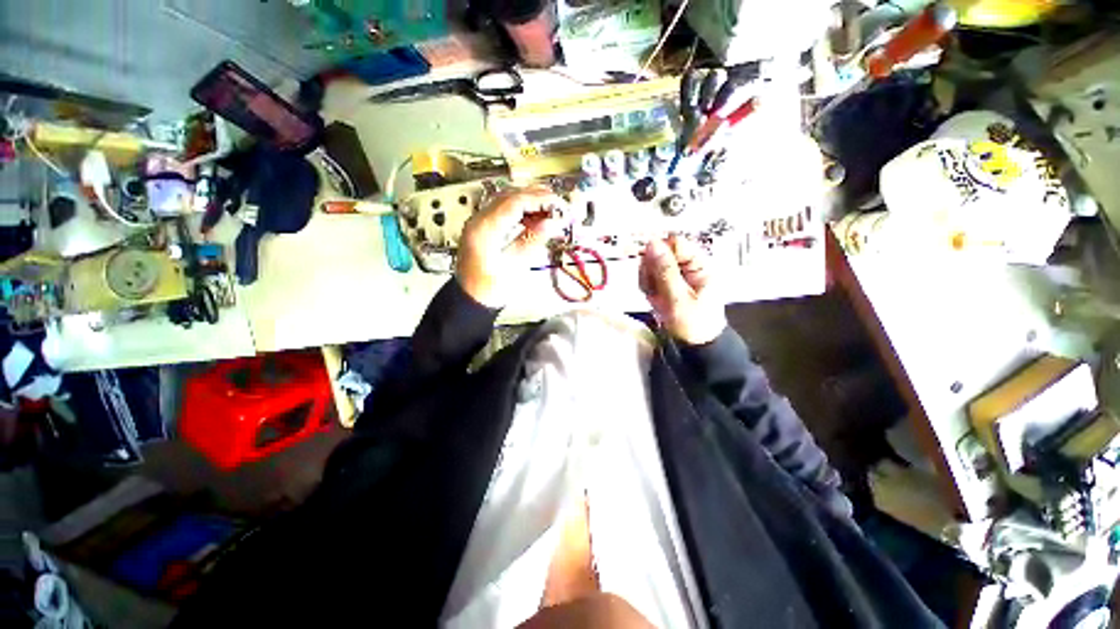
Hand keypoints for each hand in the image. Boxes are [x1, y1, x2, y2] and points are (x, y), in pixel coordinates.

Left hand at [456, 186, 562, 307]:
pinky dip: (523, 212)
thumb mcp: (515, 266)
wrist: (470, 300)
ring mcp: (480, 222)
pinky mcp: (484, 228)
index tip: (560, 206)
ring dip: (531, 203)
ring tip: (552, 213)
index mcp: (485, 229)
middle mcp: (479, 220)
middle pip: (511, 196)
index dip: (540, 200)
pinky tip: (536, 220)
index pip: (515, 202)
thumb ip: (532, 240)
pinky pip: (505, 212)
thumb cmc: (490, 288)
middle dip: (538, 198)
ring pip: (508, 201)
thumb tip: (552, 222)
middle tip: (560, 207)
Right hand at [639, 234, 726, 344]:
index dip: (657, 250)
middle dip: (650, 270)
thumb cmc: (693, 323)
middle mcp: (685, 265)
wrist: (695, 346)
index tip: (646, 266)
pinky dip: (647, 288)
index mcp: (698, 264)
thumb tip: (652, 243)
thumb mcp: (679, 298)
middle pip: (659, 253)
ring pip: (651, 265)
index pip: (674, 243)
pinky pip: (649, 278)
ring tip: (655, 297)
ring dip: (647, 280)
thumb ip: (665, 271)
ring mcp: (674, 275)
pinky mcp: (665, 284)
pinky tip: (653, 299)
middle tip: (653, 289)